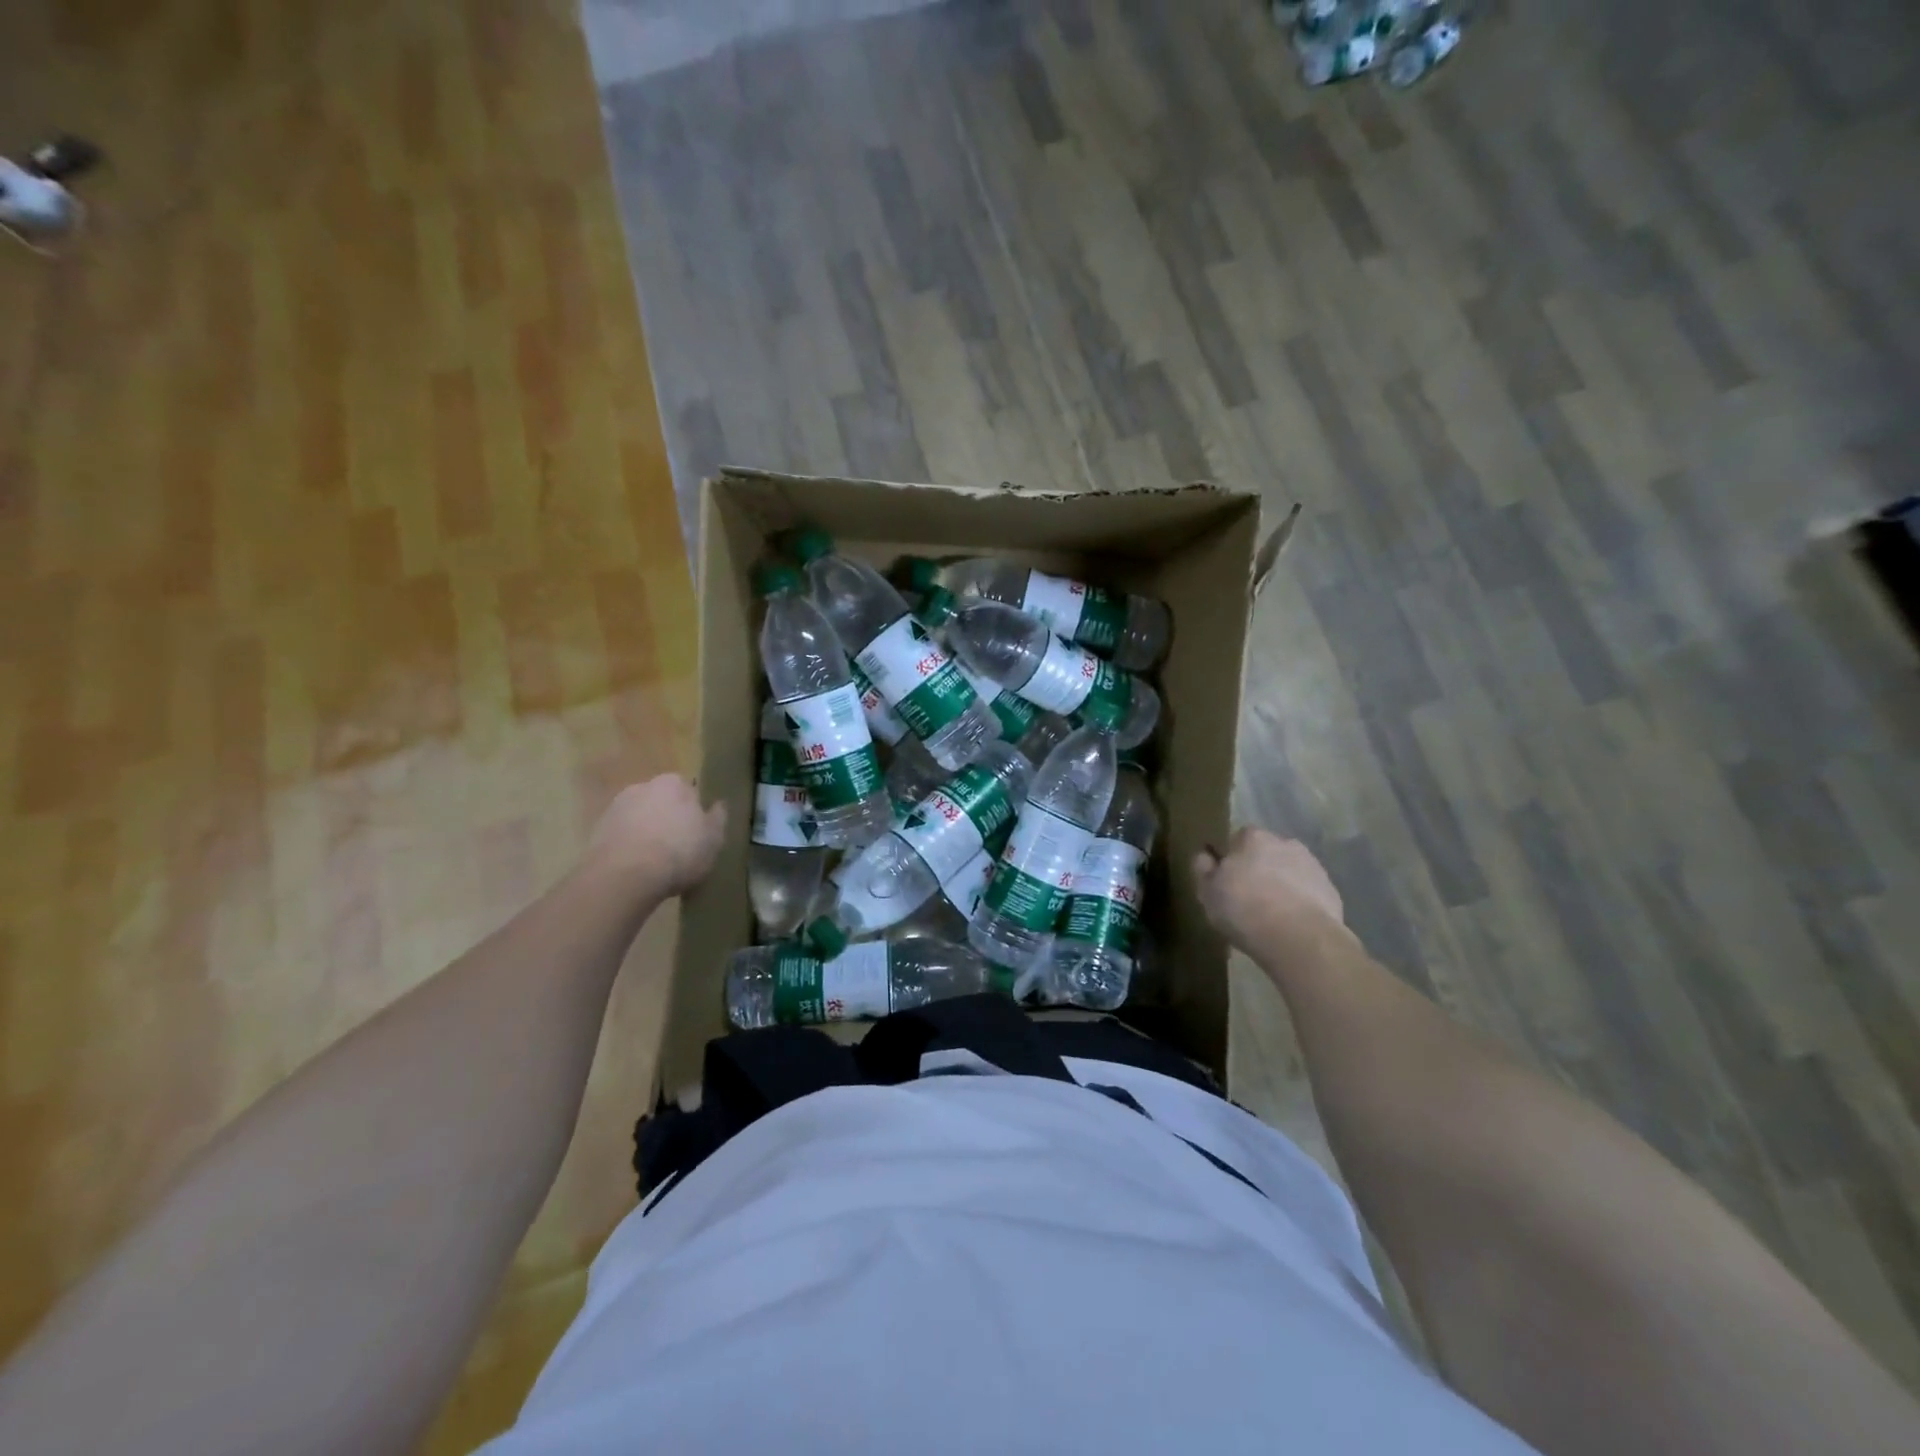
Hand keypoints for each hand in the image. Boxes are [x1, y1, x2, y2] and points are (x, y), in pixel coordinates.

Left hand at [587, 775, 725, 895]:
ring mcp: (616, 808)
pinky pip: (622, 836)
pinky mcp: (597, 831)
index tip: (697, 832)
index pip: (689, 790)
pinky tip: (637, 868)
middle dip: (668, 818)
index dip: (694, 811)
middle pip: (661, 802)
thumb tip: (718, 805)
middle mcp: (642, 787)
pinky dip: (629, 847)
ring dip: (647, 833)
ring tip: (656, 862)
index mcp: (673, 783)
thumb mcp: (713, 839)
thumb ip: (718, 818)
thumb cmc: (679, 852)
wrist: (624, 876)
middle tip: (679, 846)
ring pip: (640, 818)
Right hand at [1194, 827, 1345, 953]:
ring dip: (1282, 885)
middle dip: (1260, 869)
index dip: (1233, 859)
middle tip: (1248, 898)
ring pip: (1290, 872)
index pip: (1239, 838)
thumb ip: (1203, 869)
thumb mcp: (1208, 893)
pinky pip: (1309, 892)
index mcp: (1253, 838)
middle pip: (1267, 853)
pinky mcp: (1331, 891)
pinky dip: (1301, 903)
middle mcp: (1285, 843)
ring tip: (1271, 915)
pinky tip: (1291, 925)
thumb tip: (1204, 856)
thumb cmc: (1245, 910)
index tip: (1228, 880)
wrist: (1300, 939)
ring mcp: (1313, 866)